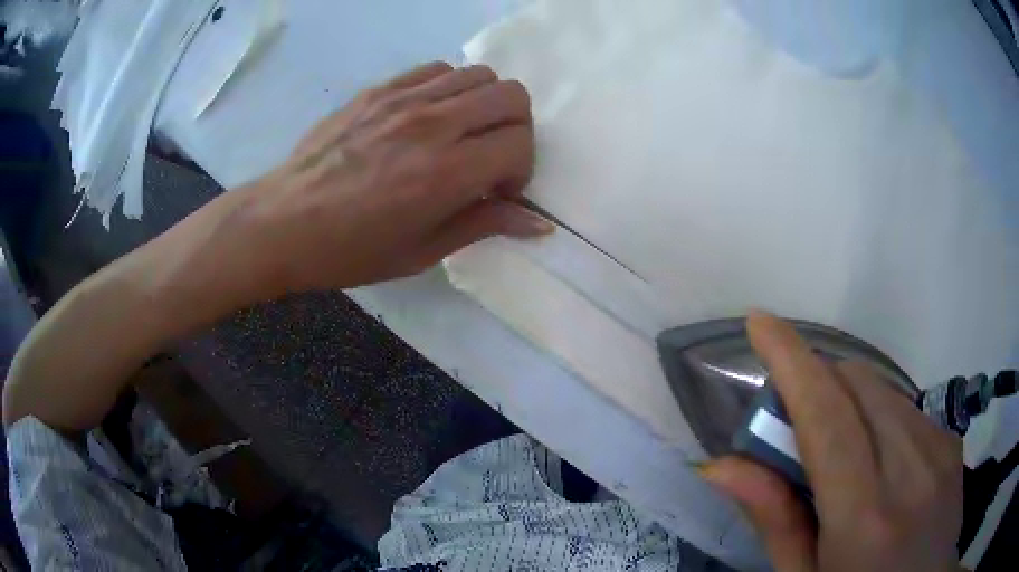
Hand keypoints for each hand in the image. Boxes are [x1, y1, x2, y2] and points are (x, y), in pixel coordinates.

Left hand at [238, 61, 551, 293]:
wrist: (283, 222)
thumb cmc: (350, 250)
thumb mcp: (422, 251)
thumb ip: (484, 225)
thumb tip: (540, 223)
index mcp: (446, 173)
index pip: (520, 144)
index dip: (521, 171)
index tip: (497, 192)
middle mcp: (433, 124)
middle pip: (512, 96)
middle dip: (516, 129)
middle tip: (490, 158)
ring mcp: (404, 99)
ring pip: (479, 74)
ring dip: (485, 105)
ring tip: (461, 135)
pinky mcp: (380, 89)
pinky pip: (437, 69)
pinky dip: (450, 89)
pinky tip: (429, 117)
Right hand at [701, 312, 962, 571]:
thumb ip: (774, 520)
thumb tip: (721, 465)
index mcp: (864, 516)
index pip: (827, 416)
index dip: (792, 361)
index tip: (760, 322)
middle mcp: (910, 469)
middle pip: (857, 384)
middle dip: (817, 382)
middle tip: (792, 421)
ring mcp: (939, 449)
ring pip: (883, 389)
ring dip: (847, 398)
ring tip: (836, 445)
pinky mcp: (952, 442)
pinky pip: (906, 406)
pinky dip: (878, 413)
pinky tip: (877, 455)